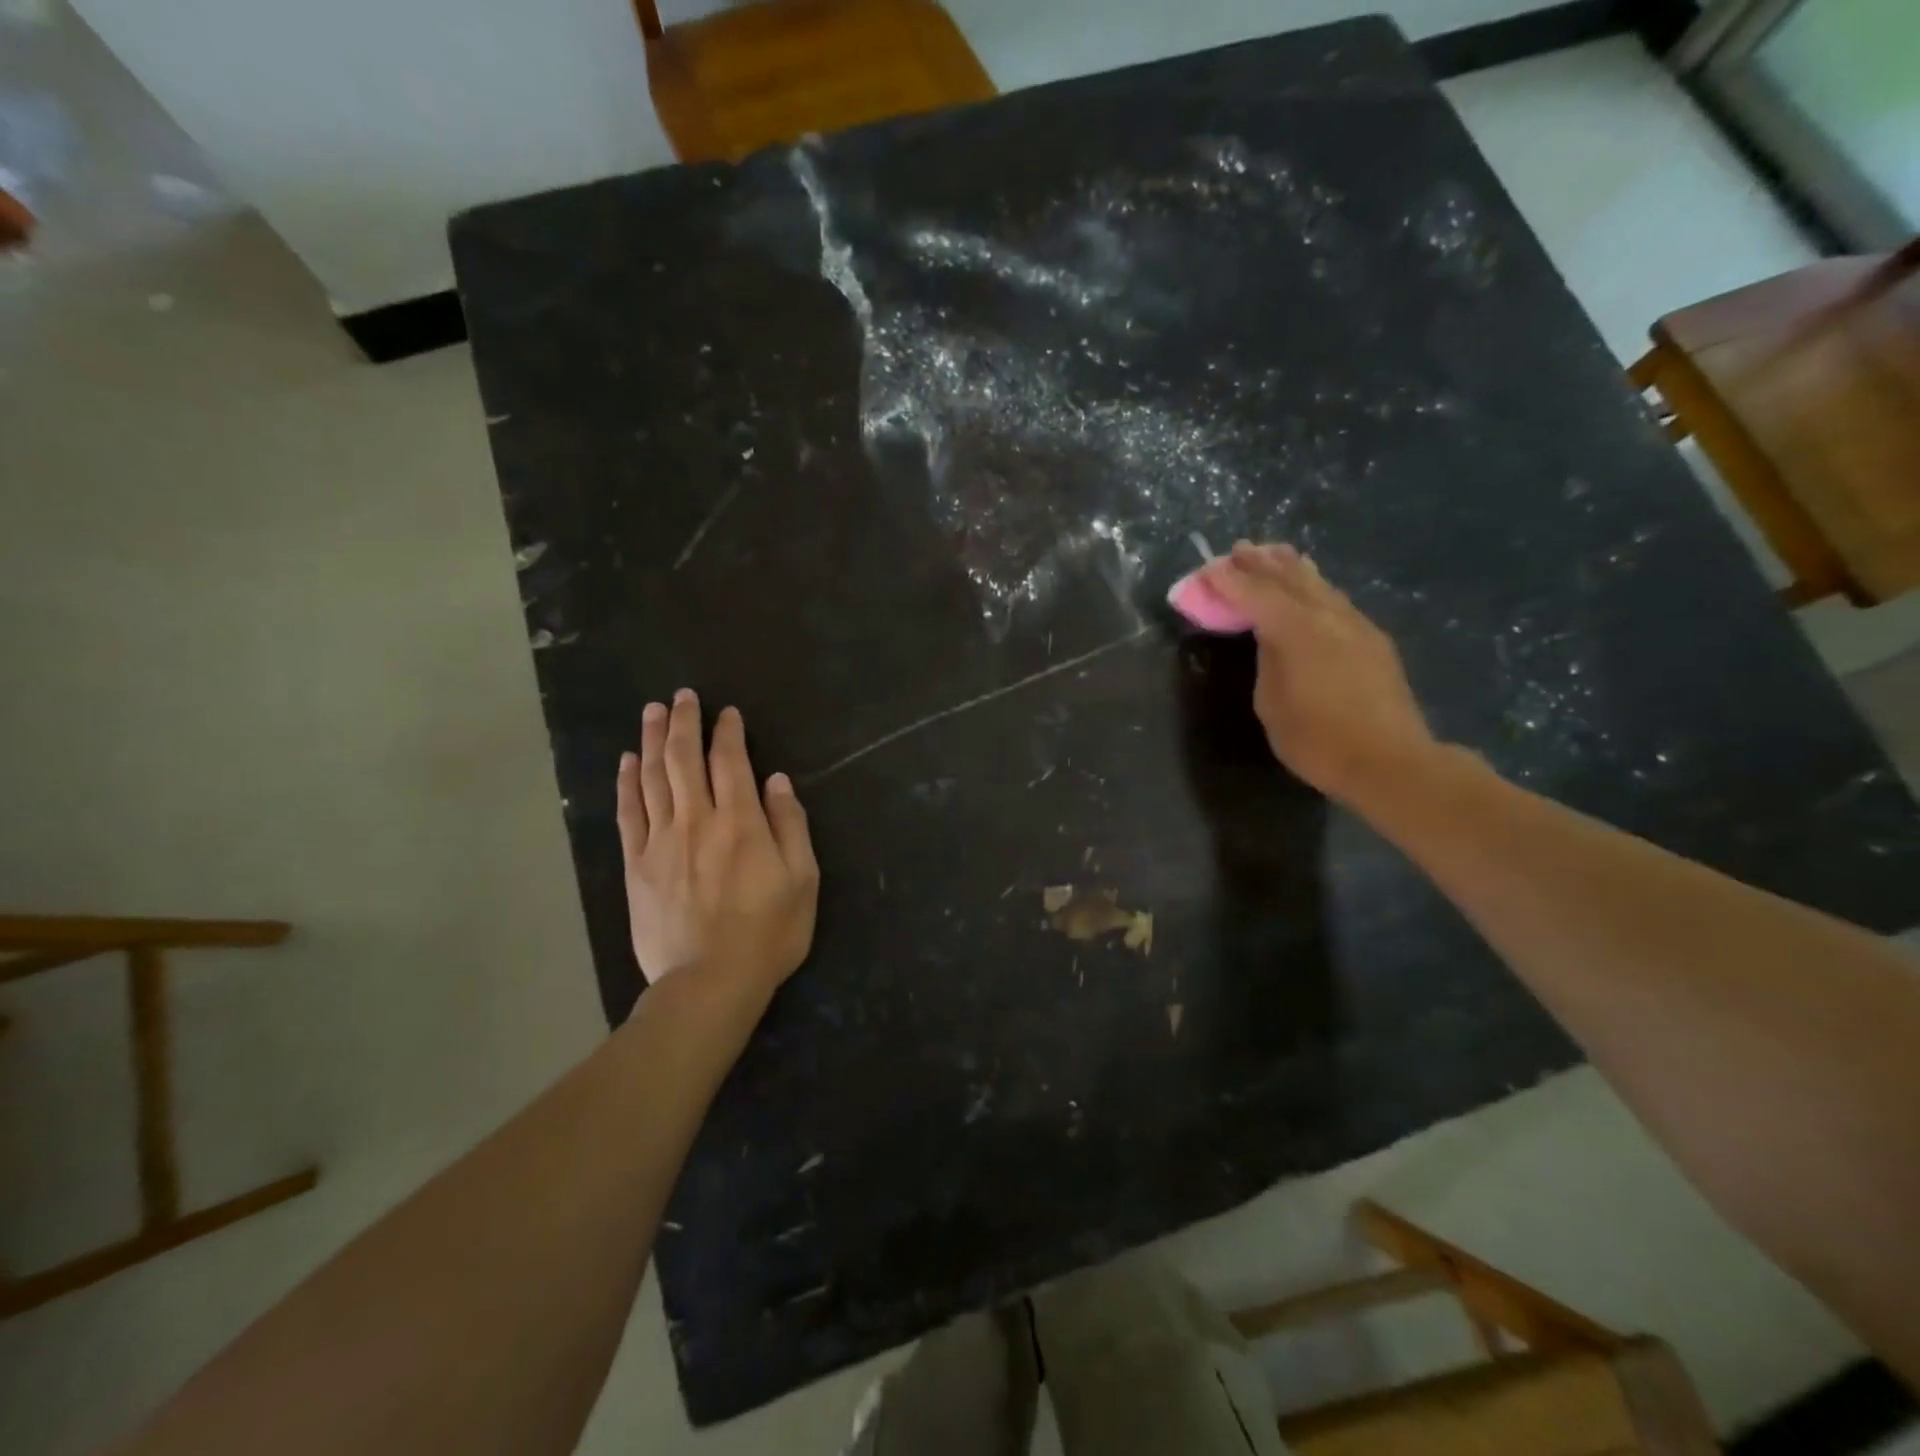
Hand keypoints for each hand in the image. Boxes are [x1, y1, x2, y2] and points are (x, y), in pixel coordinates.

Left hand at [615, 690, 819, 1005]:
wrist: (709, 983)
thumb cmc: (768, 933)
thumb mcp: (803, 880)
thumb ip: (790, 826)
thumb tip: (777, 781)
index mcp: (741, 822)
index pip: (731, 761)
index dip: (728, 732)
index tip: (727, 712)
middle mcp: (697, 820)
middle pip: (684, 759)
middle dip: (684, 722)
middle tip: (682, 695)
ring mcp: (661, 842)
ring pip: (653, 778)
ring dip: (652, 740)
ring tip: (652, 712)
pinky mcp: (636, 866)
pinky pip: (628, 814)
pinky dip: (627, 783)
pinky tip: (626, 762)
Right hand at [1204, 541, 1437, 806]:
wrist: (1390, 761)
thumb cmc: (1317, 740)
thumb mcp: (1271, 703)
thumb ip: (1268, 661)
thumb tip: (1270, 639)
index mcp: (1297, 630)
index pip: (1256, 595)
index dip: (1231, 582)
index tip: (1210, 570)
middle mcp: (1328, 617)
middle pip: (1290, 580)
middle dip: (1261, 564)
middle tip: (1240, 549)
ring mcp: (1356, 625)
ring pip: (1318, 585)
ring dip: (1292, 569)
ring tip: (1275, 553)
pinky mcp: (1373, 640)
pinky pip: (1336, 601)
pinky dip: (1315, 587)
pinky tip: (1312, 588)